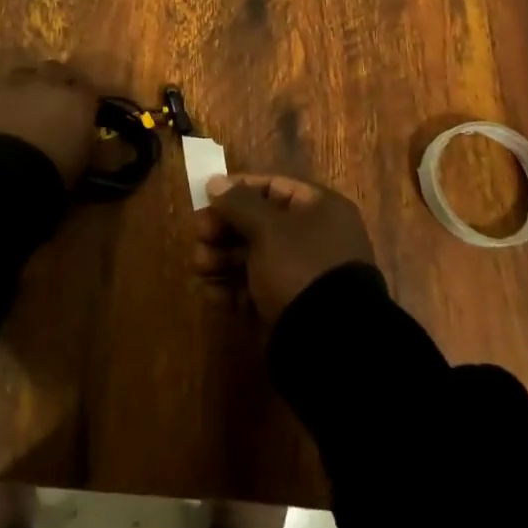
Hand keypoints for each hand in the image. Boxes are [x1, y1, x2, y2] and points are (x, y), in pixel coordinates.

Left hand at [0, 63, 100, 188]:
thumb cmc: (51, 175)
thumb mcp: (81, 165)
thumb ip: (88, 146)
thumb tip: (88, 142)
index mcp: (78, 99)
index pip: (89, 90)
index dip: (85, 101)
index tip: (83, 114)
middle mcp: (48, 83)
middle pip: (56, 71)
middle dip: (56, 83)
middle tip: (54, 105)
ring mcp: (14, 85)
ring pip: (25, 75)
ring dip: (27, 88)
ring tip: (25, 108)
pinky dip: (2, 101)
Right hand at [192, 173, 375, 322]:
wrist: (329, 345)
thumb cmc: (299, 268)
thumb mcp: (267, 228)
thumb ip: (237, 202)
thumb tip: (215, 182)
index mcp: (320, 210)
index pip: (273, 187)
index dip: (237, 189)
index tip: (207, 197)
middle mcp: (313, 239)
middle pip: (258, 223)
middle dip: (223, 229)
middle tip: (199, 235)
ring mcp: (301, 276)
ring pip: (252, 257)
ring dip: (220, 258)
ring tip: (199, 266)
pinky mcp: (288, 308)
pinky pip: (254, 290)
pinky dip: (230, 289)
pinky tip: (210, 292)